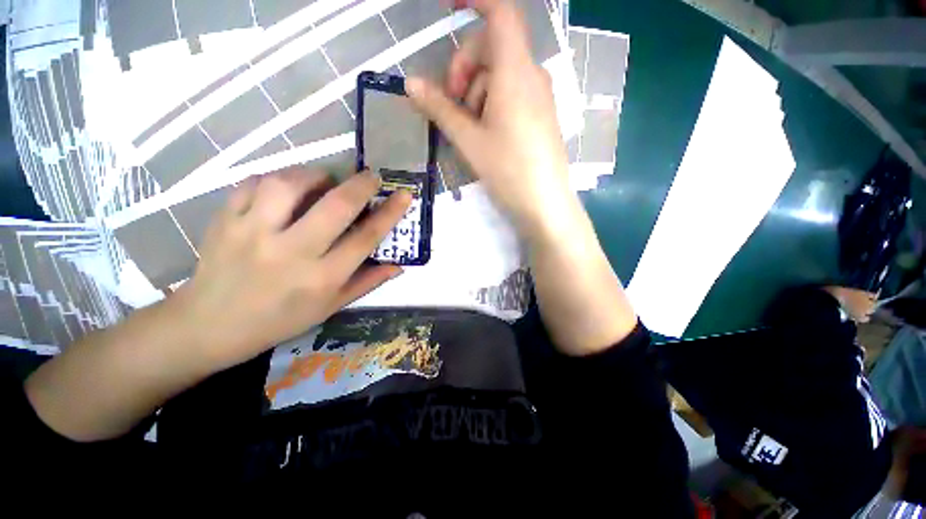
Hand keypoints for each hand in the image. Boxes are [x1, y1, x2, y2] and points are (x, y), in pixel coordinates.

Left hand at [174, 168, 410, 371]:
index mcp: (321, 278)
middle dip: (360, 185)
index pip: (365, 238)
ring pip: (289, 185)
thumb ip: (367, 282)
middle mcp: (291, 253)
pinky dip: (276, 178)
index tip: (404, 194)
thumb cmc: (280, 320)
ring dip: (315, 175)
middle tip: (371, 176)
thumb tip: (398, 265)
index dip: (389, 213)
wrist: (210, 325)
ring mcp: (252, 233)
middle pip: (334, 206)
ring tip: (324, 180)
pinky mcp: (225, 220)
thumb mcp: (330, 307)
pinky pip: (254, 183)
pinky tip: (285, 188)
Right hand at [406, 0, 572, 238]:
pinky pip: (511, 95)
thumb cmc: (508, 170)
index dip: (474, 1)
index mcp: (515, 71)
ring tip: (470, 131)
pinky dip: (491, 104)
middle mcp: (531, 75)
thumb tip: (410, 83)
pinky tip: (485, 134)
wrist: (544, 203)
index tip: (447, 7)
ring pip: (499, 75)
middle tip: (452, 107)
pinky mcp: (539, 115)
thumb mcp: (469, 140)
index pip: (499, 12)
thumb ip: (440, 108)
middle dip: (464, 70)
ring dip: (476, 93)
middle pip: (492, 48)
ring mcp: (539, 96)